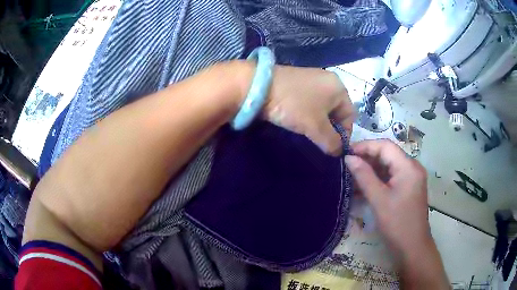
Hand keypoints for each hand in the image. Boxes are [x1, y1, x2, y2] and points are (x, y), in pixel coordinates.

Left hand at [261, 65, 353, 155]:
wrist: (259, 86)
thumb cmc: (294, 105)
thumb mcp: (316, 126)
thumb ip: (331, 141)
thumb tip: (338, 152)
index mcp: (339, 88)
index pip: (349, 116)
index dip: (344, 134)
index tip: (334, 148)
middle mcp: (329, 80)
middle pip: (337, 111)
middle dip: (330, 129)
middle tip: (320, 142)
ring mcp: (313, 79)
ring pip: (323, 107)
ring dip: (319, 122)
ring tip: (309, 133)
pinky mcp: (299, 82)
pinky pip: (311, 101)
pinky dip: (309, 113)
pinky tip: (299, 121)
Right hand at [344, 140, 431, 256]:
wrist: (412, 247)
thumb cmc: (397, 224)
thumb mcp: (379, 200)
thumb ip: (364, 176)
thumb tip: (349, 158)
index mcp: (408, 167)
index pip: (385, 146)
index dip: (365, 146)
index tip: (346, 152)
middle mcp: (412, 167)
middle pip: (388, 155)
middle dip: (367, 158)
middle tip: (347, 165)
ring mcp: (411, 178)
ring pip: (389, 166)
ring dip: (371, 170)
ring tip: (352, 176)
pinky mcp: (408, 188)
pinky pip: (391, 177)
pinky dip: (378, 180)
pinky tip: (363, 186)